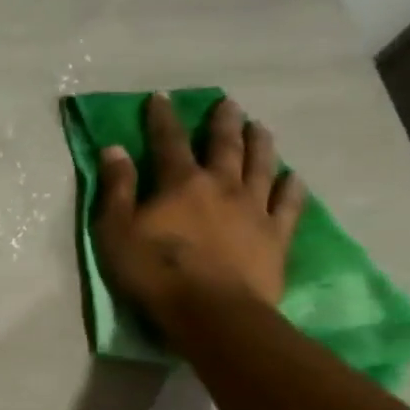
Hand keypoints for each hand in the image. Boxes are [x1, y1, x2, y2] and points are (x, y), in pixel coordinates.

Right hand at [94, 94, 304, 330]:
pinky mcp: (275, 236)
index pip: (169, 141)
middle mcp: (222, 186)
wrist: (212, 311)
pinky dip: (292, 188)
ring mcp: (254, 210)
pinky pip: (288, 205)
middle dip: (222, 123)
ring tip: (260, 126)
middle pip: (224, 146)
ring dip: (260, 144)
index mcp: (181, 183)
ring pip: (261, 167)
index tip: (162, 97)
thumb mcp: (116, 230)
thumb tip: (115, 149)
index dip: (163, 118)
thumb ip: (117, 188)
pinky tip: (294, 178)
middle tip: (227, 104)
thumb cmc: (154, 271)